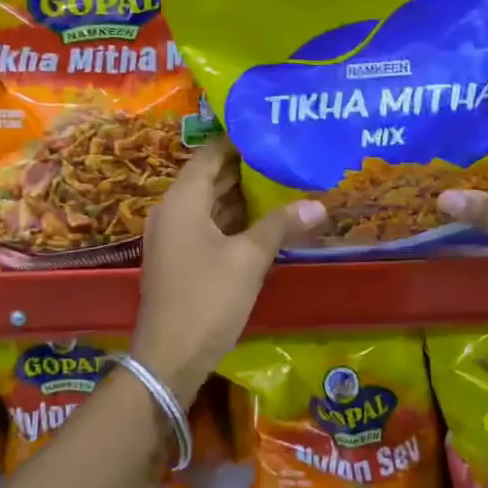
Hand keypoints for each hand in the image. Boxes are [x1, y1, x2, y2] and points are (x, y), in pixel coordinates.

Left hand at [133, 143, 324, 403]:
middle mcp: (172, 211)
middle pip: (210, 178)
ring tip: (283, 182)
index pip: (210, 154)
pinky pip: (208, 227)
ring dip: (242, 196)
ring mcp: (174, 237)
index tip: (271, 130)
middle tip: (286, 155)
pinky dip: (234, 221)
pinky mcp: (180, 260)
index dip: (239, 141)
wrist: (169, 357)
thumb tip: (318, 205)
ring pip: (211, 204)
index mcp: (182, 200)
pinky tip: (265, 222)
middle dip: (246, 168)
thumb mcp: (249, 259)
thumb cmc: (207, 299)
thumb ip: (280, 226)